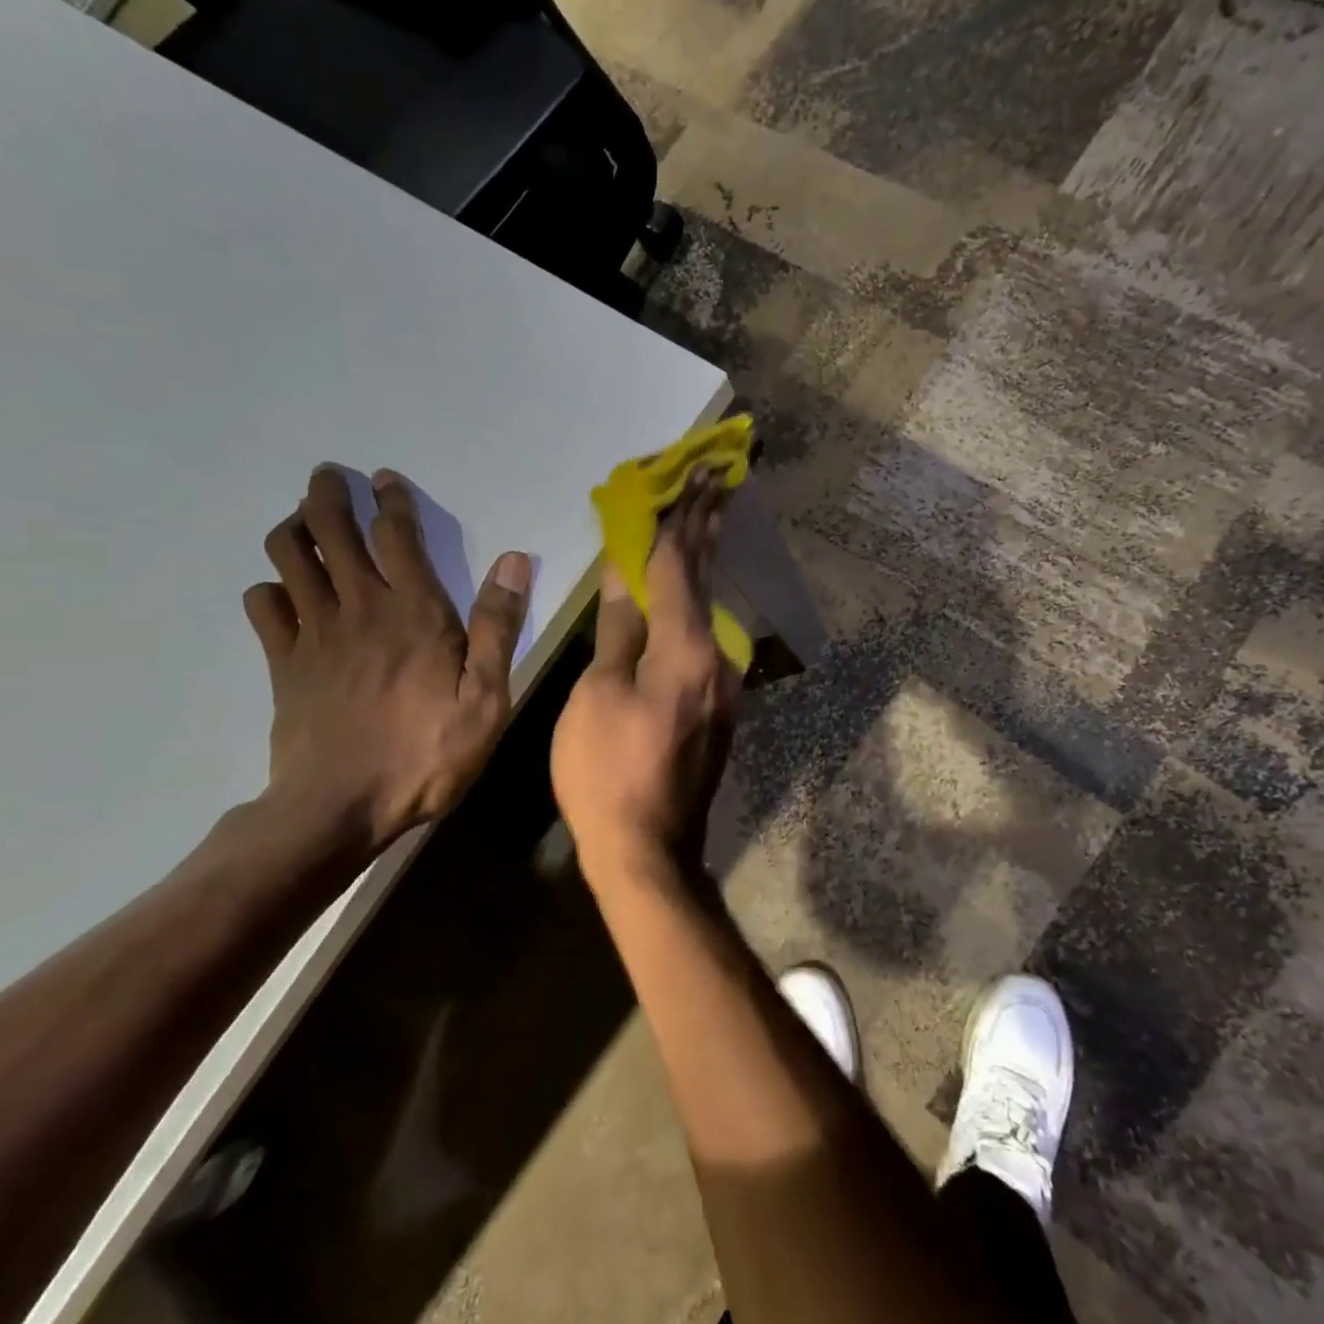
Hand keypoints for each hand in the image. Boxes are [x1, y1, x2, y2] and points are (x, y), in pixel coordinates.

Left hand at [243, 466, 530, 850]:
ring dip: (294, 529)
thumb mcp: (486, 698)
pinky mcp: (283, 663)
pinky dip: (269, 589)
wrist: (339, 808)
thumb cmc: (426, 754)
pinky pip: (263, 607)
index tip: (384, 478)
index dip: (390, 499)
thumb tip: (514, 560)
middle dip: (327, 495)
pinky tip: (281, 593)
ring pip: (289, 557)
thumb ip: (497, 626)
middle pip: (331, 531)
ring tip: (303, 523)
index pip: (396, 534)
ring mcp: (314, 633)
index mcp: (414, 611)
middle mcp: (359, 607)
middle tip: (328, 477)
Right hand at [552, 478, 741, 891]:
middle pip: (708, 577)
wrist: (649, 850)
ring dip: (704, 560)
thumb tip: (625, 569)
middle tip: (721, 477)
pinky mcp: (720, 705)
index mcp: (685, 649)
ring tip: (704, 516)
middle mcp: (718, 657)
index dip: (682, 516)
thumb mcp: (598, 694)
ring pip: (709, 607)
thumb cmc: (607, 771)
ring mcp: (725, 684)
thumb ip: (619, 627)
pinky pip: (705, 638)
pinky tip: (688, 589)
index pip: (681, 565)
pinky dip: (695, 602)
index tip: (699, 472)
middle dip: (710, 524)